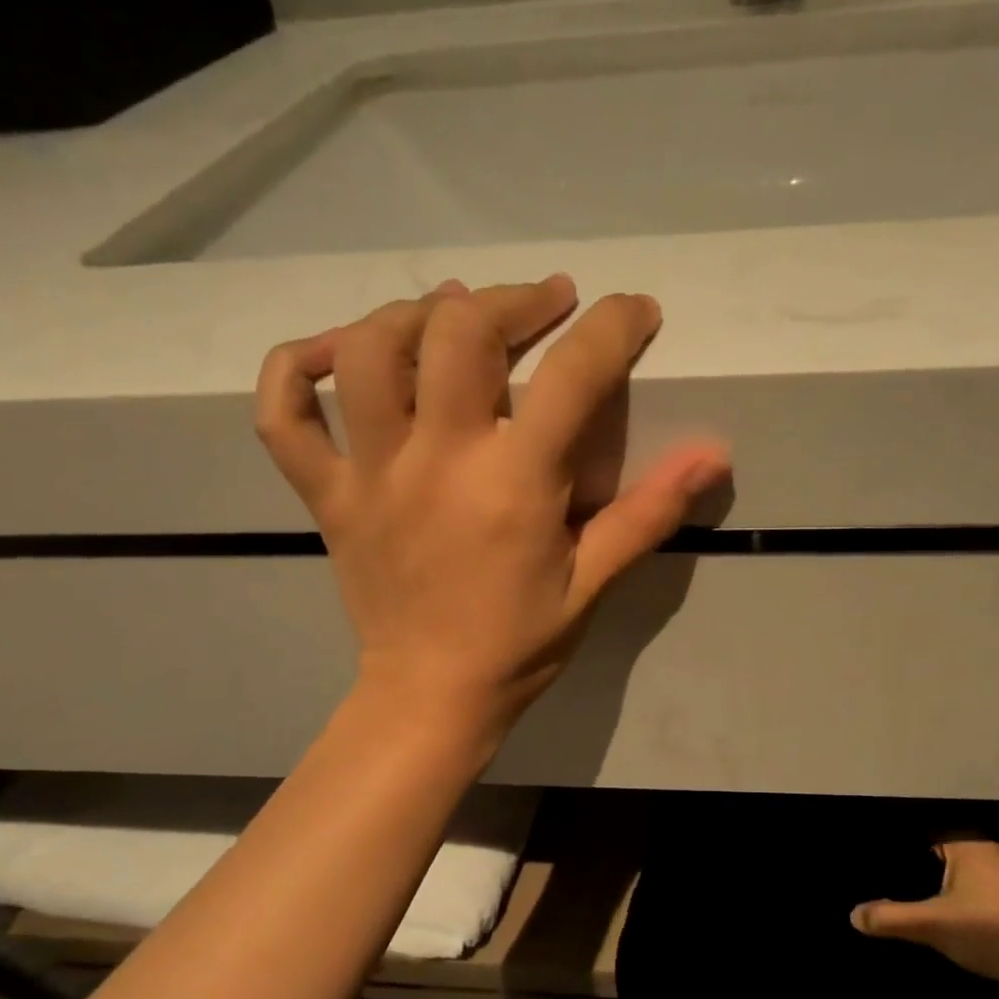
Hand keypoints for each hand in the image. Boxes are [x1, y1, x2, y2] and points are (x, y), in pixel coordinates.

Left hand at [255, 275, 729, 730]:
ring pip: (367, 352)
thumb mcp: (593, 582)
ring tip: (452, 315)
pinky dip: (296, 368)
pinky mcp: (327, 494)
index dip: (612, 328)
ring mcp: (369, 474)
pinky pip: (283, 415)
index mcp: (512, 485)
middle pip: (458, 332)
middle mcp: (435, 461)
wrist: (430, 697)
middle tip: (545, 304)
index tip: (635, 312)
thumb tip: (715, 454)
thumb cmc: (520, 644)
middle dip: (512, 300)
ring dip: (413, 314)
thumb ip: (649, 512)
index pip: (571, 376)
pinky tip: (334, 352)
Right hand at [851, 840, 998, 995]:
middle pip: (956, 862)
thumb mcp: (933, 926)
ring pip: (982, 882)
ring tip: (948, 924)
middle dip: (938, 883)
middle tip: (919, 908)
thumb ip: (890, 918)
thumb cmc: (994, 933)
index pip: (931, 843)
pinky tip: (984, 936)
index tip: (896, 885)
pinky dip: (990, 912)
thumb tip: (853, 915)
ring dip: (967, 899)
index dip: (912, 865)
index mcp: (972, 845)